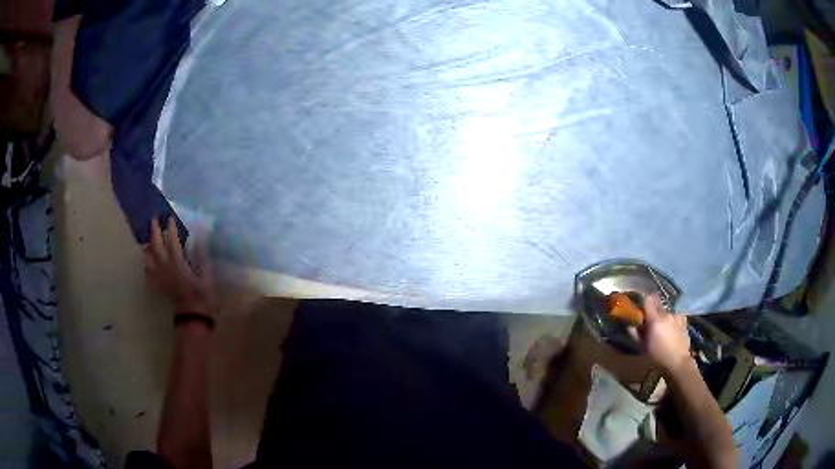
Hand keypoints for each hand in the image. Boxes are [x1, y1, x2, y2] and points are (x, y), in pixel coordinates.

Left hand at [144, 216, 215, 319]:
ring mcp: (160, 277)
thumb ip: (200, 255)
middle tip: (154, 219)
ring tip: (146, 239)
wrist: (192, 316)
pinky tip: (146, 264)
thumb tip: (199, 236)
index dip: (170, 227)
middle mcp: (165, 267)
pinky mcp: (159, 286)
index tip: (170, 217)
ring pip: (148, 258)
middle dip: (154, 231)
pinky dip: (146, 267)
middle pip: (156, 246)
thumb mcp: (206, 274)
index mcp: (177, 262)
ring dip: (147, 247)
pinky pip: (148, 274)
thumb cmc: (201, 295)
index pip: (171, 240)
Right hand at [629, 294, 691, 374]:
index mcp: (655, 319)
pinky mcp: (683, 320)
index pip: (648, 300)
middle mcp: (667, 314)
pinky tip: (671, 329)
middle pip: (658, 303)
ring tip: (662, 327)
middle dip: (652, 309)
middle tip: (650, 319)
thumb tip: (629, 325)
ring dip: (662, 316)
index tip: (640, 304)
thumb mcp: (643, 347)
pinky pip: (675, 315)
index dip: (643, 300)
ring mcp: (677, 316)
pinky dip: (671, 320)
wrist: (678, 362)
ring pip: (666, 311)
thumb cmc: (657, 357)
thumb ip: (635, 334)